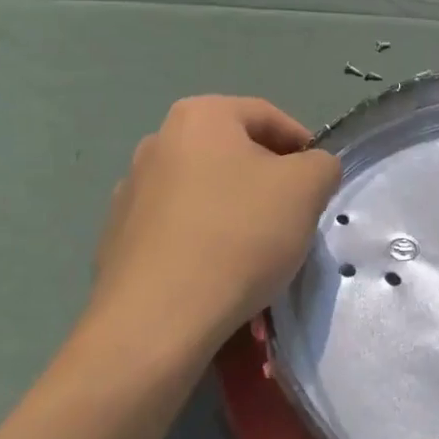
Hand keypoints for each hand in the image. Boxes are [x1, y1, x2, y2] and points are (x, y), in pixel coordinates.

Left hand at [89, 96, 341, 350]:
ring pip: (205, 193)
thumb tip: (311, 170)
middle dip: (268, 183)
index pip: (267, 116)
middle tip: (293, 219)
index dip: (303, 146)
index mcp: (199, 116)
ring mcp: (130, 192)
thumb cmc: (238, 236)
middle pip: (234, 154)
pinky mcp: (116, 240)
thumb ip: (321, 165)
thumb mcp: (307, 188)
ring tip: (258, 255)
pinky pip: (178, 230)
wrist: (155, 321)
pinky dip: (203, 243)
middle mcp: (157, 142)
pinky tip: (218, 277)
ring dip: (236, 213)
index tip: (319, 185)